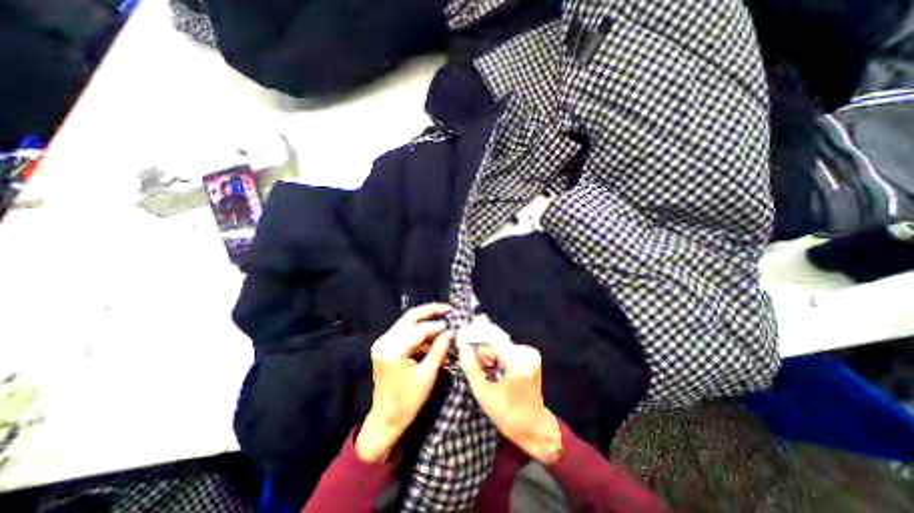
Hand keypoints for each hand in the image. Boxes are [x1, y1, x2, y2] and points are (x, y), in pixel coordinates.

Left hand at [360, 305, 454, 464]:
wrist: (385, 420)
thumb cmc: (407, 402)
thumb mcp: (427, 375)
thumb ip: (439, 350)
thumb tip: (451, 332)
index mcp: (394, 349)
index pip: (420, 329)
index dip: (438, 326)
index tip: (453, 325)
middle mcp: (385, 341)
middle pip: (410, 317)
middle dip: (430, 311)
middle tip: (448, 309)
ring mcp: (383, 343)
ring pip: (408, 324)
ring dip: (426, 326)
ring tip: (444, 331)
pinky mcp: (385, 347)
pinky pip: (405, 334)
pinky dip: (420, 337)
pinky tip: (433, 344)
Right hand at [462, 341, 559, 464]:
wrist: (534, 427)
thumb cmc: (508, 415)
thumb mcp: (483, 393)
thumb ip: (470, 366)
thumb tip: (461, 344)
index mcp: (517, 363)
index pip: (491, 339)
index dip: (475, 338)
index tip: (461, 342)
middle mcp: (526, 353)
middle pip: (496, 341)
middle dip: (483, 352)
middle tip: (480, 370)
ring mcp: (530, 353)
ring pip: (500, 343)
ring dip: (490, 354)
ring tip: (488, 372)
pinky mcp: (531, 355)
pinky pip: (507, 348)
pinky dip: (498, 355)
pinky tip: (496, 370)